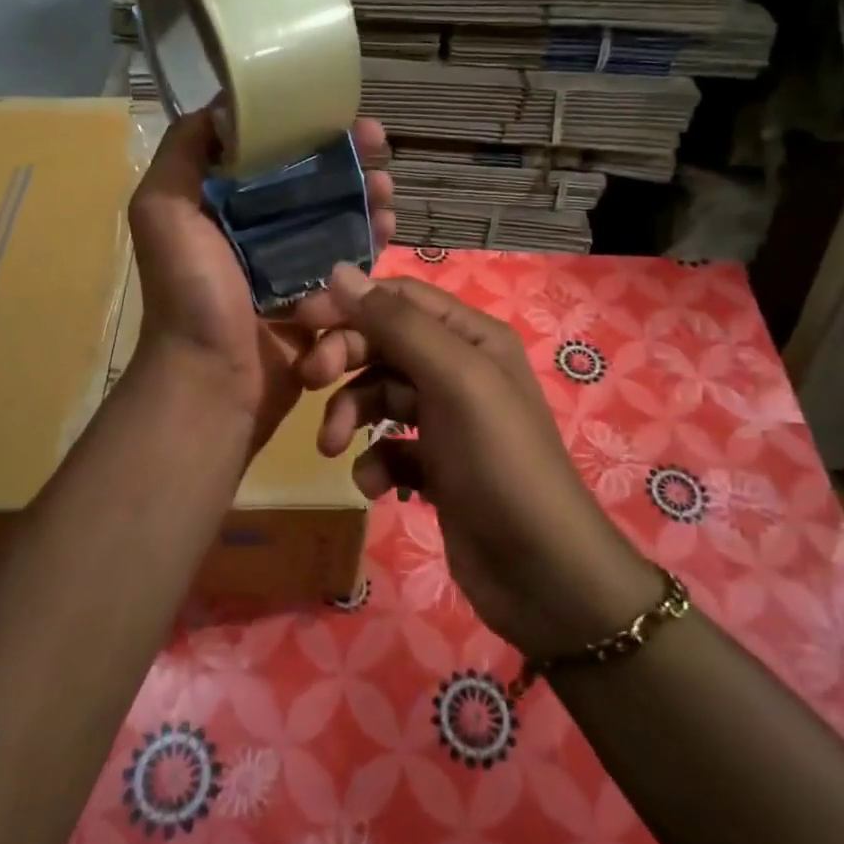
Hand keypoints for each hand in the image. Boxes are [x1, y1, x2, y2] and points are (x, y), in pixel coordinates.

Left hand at [128, 114, 395, 454]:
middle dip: (347, 162)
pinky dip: (371, 243)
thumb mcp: (163, 211)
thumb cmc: (191, 294)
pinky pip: (350, 263)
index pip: (270, 154)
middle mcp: (256, 231)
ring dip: (366, 199)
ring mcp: (290, 266)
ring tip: (386, 191)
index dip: (305, 130)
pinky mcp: (318, 300)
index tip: (339, 117)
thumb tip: (221, 107)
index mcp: (221, 206)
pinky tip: (388, 229)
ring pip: (337, 220)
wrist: (213, 381)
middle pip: (312, 184)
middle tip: (378, 150)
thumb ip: (182, 154)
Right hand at [296, 265, 664, 659]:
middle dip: (344, 359)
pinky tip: (375, 485)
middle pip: (383, 344)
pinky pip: (388, 447)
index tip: (302, 318)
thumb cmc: (499, 462)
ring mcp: (446, 420)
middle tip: (310, 380)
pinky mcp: (435, 466)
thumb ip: (396, 324)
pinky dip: (374, 461)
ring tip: (334, 448)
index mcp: (471, 337)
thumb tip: (340, 271)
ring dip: (350, 415)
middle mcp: (458, 370)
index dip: (349, 303)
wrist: (541, 572)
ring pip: (378, 396)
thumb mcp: (453, 379)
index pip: (398, 299)